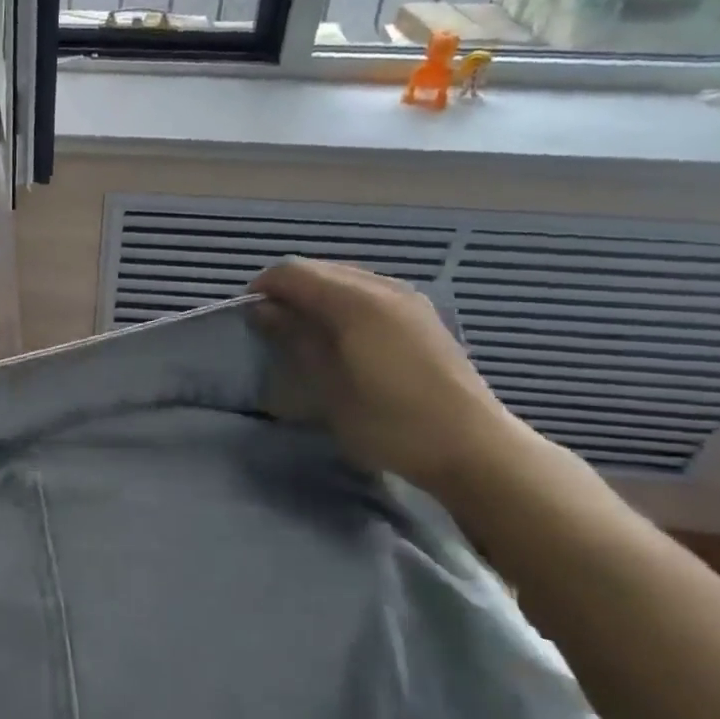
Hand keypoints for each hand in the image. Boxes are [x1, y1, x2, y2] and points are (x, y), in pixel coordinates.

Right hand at [250, 259, 533, 499]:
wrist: (472, 448)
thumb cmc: (389, 422)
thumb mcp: (328, 386)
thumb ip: (295, 339)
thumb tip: (265, 311)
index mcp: (356, 301)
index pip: (293, 273)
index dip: (263, 289)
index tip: (247, 318)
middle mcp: (383, 288)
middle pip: (320, 270)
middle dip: (288, 291)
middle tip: (271, 327)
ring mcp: (408, 299)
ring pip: (346, 279)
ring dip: (317, 297)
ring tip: (303, 333)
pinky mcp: (422, 316)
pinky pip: (369, 293)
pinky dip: (343, 304)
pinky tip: (341, 337)